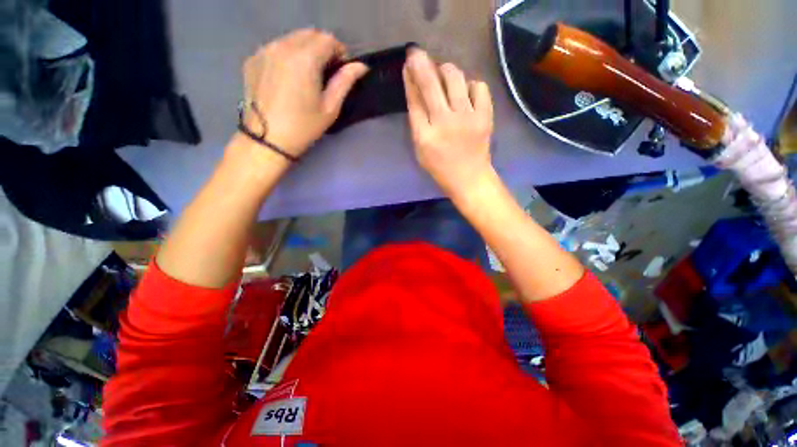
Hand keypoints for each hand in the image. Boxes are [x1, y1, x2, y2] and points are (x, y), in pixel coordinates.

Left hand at [241, 29, 367, 156]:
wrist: (267, 140)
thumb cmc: (304, 127)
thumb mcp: (330, 108)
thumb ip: (345, 82)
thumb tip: (360, 66)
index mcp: (305, 58)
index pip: (328, 39)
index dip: (340, 52)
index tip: (341, 70)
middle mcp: (282, 46)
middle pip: (309, 34)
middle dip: (323, 48)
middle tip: (327, 72)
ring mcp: (264, 50)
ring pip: (292, 38)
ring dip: (305, 49)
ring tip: (308, 74)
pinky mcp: (253, 59)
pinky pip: (276, 47)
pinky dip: (287, 54)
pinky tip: (288, 76)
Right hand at [402, 48, 494, 198]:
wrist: (469, 178)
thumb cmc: (440, 168)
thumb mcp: (421, 150)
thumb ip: (417, 123)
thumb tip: (415, 92)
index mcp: (425, 135)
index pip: (415, 99)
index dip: (410, 78)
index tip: (408, 63)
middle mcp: (444, 122)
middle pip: (431, 83)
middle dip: (421, 63)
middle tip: (417, 54)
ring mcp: (466, 117)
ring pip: (455, 77)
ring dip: (446, 70)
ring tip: (443, 74)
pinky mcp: (485, 116)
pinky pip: (478, 86)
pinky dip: (470, 84)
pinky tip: (466, 92)